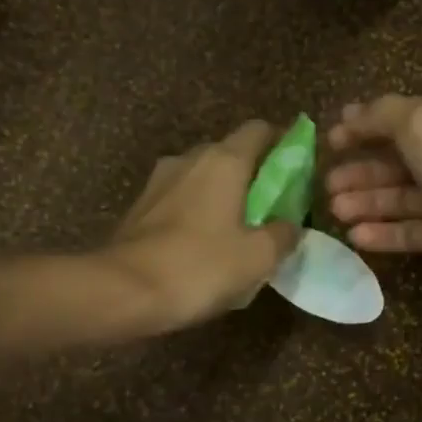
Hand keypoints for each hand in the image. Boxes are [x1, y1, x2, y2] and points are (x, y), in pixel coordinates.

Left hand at [104, 120, 300, 333]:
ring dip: (223, 193)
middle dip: (254, 173)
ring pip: (203, 176)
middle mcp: (190, 159)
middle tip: (273, 205)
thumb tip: (290, 225)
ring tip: (239, 227)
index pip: (259, 130)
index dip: (283, 141)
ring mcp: (160, 181)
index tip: (298, 165)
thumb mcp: (257, 257)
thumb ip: (283, 234)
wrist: (123, 291)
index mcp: (224, 161)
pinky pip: (181, 198)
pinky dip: (198, 211)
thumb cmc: (199, 266)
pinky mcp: (141, 206)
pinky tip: (205, 243)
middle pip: (230, 152)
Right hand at [322, 95, 421, 310]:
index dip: (365, 126)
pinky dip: (382, 233)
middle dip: (361, 170)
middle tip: (326, 184)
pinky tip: (355, 237)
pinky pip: (409, 231)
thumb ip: (382, 115)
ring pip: (400, 197)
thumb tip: (351, 114)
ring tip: (334, 211)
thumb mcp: (421, 122)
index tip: (329, 140)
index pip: (403, 117)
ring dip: (366, 201)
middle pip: (398, 160)